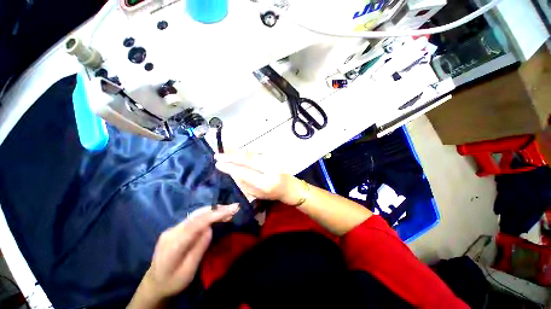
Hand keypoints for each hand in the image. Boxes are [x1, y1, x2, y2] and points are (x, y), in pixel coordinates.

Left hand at [128, 204, 239, 308]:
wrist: (154, 283)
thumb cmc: (172, 282)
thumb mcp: (188, 271)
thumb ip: (198, 248)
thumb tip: (210, 229)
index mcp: (173, 244)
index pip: (197, 223)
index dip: (215, 214)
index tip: (231, 209)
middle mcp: (172, 231)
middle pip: (197, 215)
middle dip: (217, 209)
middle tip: (234, 208)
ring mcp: (173, 228)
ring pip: (196, 214)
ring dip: (214, 211)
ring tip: (229, 210)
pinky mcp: (176, 228)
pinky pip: (194, 218)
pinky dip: (208, 215)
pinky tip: (216, 215)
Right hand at [215, 152, 302, 204]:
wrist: (289, 187)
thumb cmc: (273, 194)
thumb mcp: (257, 194)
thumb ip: (245, 183)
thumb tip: (232, 171)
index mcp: (265, 183)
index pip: (244, 173)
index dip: (230, 168)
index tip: (218, 164)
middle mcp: (269, 170)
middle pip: (247, 160)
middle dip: (231, 157)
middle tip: (217, 156)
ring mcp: (272, 161)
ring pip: (252, 154)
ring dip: (237, 152)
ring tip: (224, 150)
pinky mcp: (273, 157)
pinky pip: (256, 152)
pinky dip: (246, 151)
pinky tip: (238, 151)